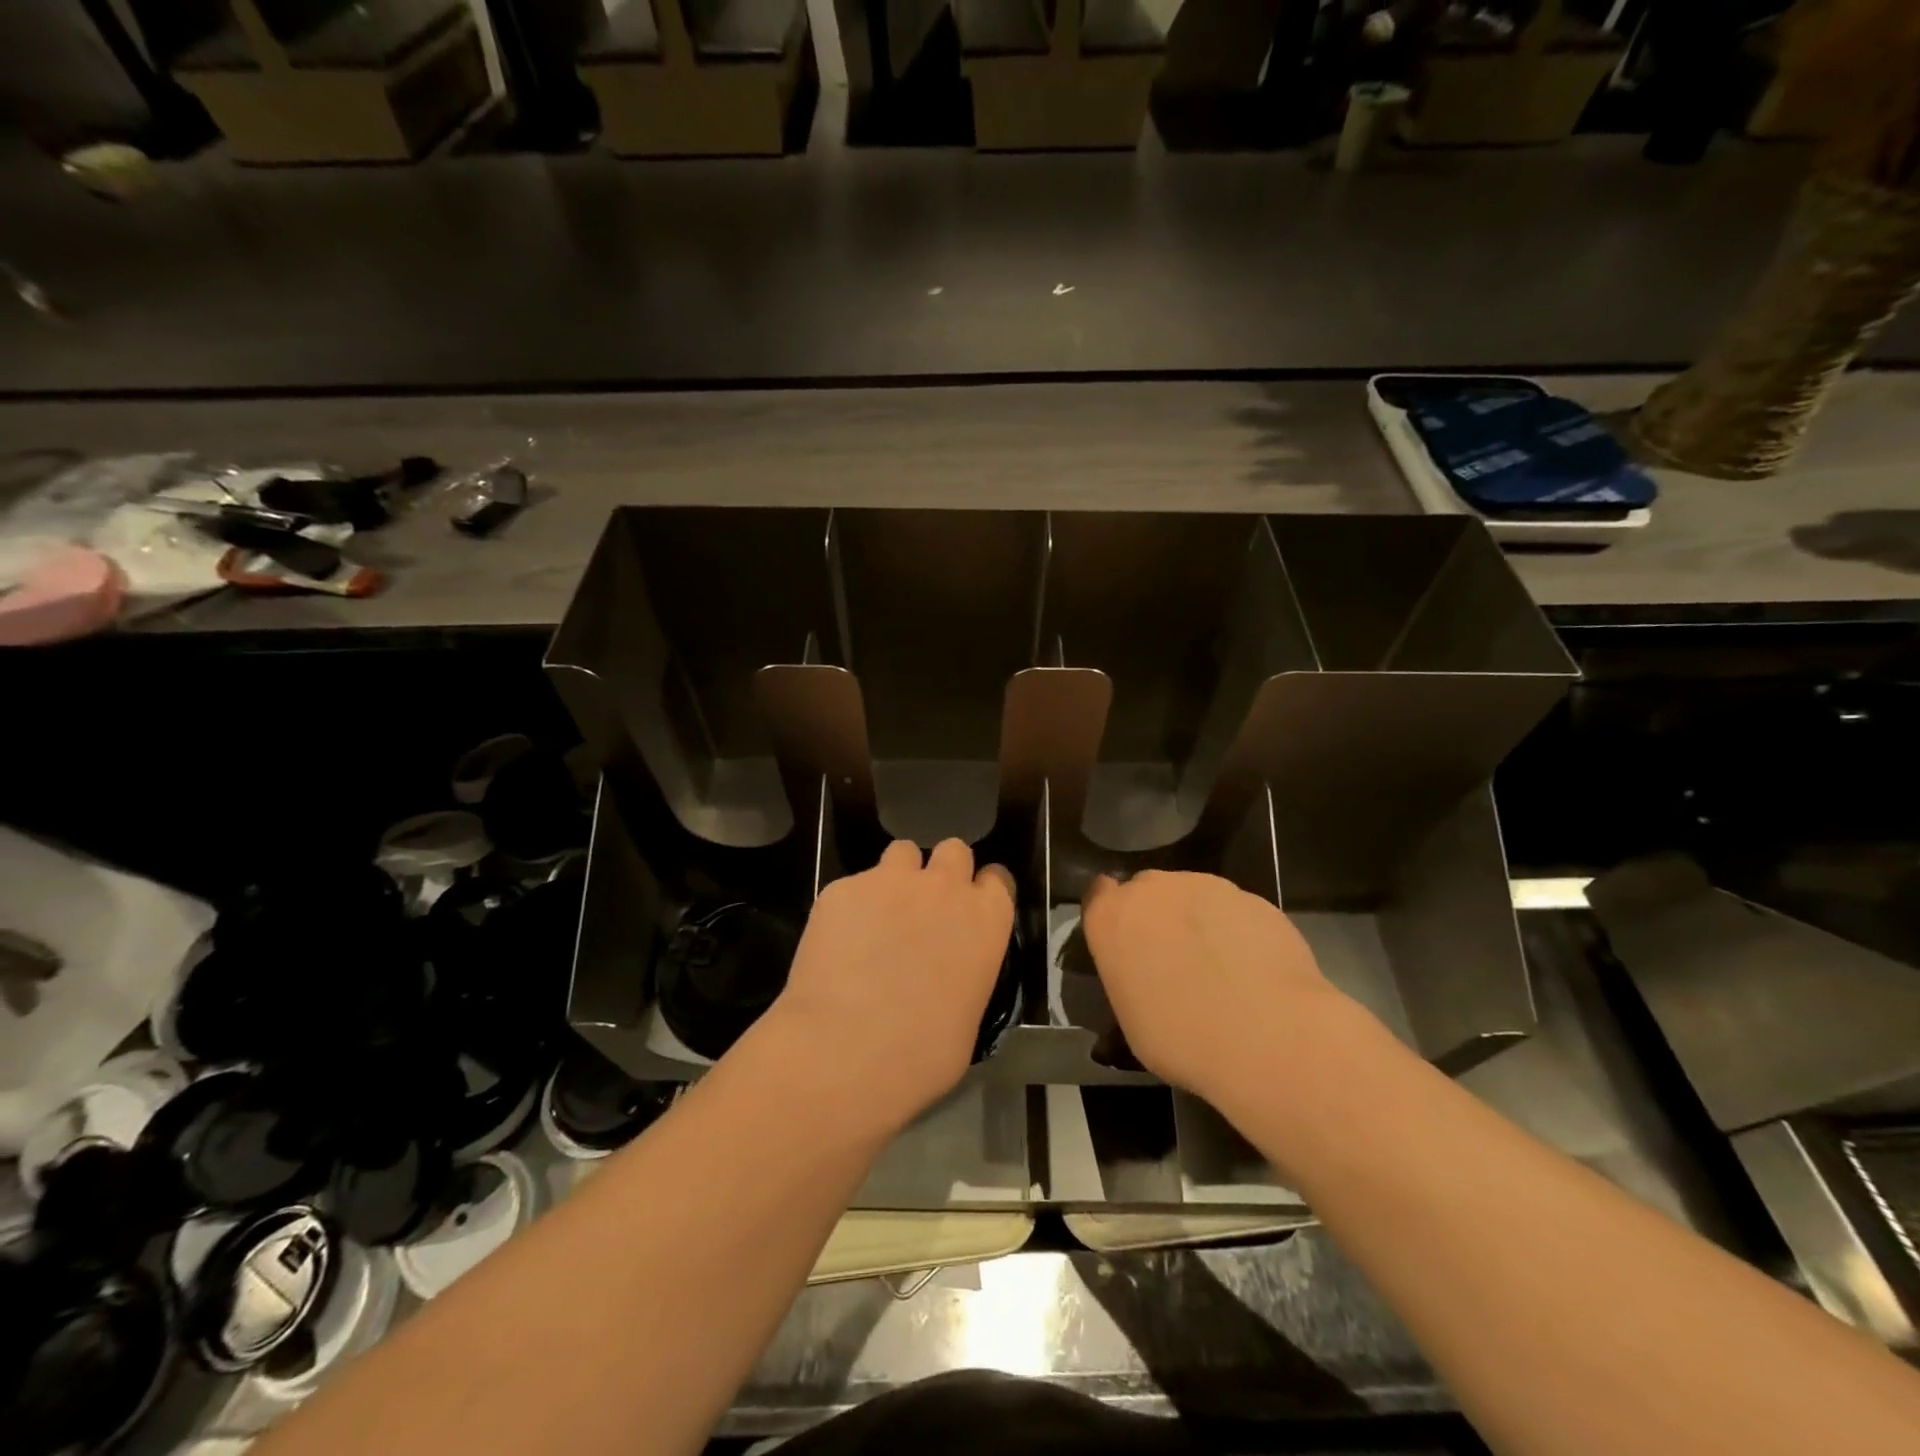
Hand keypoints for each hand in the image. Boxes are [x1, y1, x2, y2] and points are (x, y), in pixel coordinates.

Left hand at [762, 838, 1013, 1135]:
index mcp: (986, 918)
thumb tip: (949, 976)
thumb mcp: (969, 1016)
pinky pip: (854, 885)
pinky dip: (851, 906)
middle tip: (925, 907)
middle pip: (954, 851)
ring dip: (898, 877)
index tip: (971, 909)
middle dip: (943, 871)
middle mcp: (944, 886)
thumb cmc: (922, 1054)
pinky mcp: (843, 888)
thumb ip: (967, 973)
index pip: (997, 879)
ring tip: (879, 915)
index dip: (982, 891)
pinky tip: (838, 942)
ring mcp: (890, 880)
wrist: (845, 1051)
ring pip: (902, 853)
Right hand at [1081, 870, 1348, 1110]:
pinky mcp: (1253, 898)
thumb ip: (1130, 976)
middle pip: (1148, 890)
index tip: (1127, 943)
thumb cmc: (1181, 1038)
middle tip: (1173, 959)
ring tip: (1221, 967)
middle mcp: (1154, 889)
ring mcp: (1207, 887)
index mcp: (1111, 916)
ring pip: (1194, 896)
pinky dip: (1238, 930)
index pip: (1099, 895)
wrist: (1267, 1036)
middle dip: (1157, 915)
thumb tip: (1146, 974)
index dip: (1114, 916)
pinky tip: (1254, 970)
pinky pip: (1235, 910)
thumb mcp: (1130, 1017)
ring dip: (1198, 920)